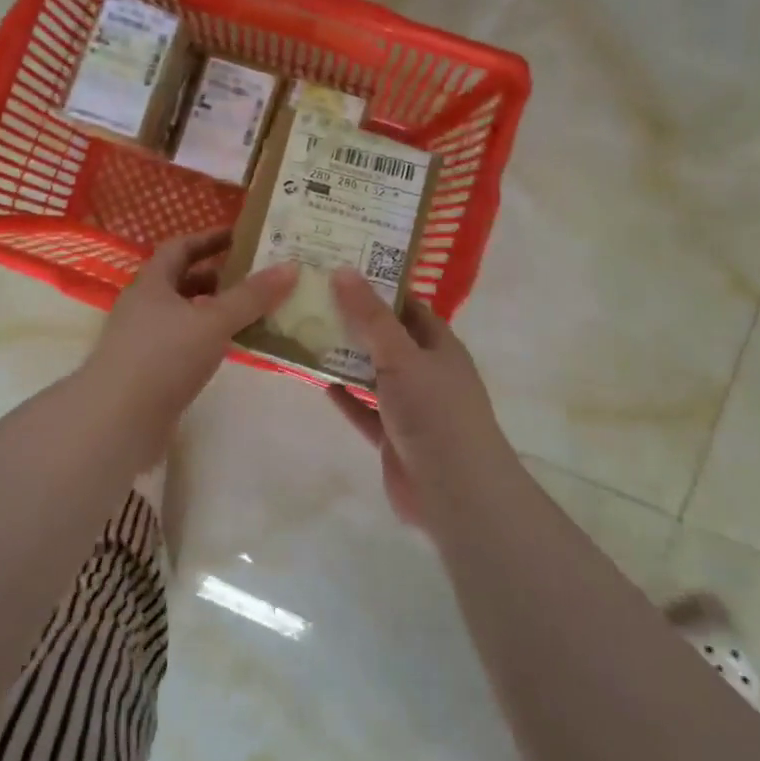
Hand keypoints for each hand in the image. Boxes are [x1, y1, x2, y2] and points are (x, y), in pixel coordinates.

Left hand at [83, 230, 296, 429]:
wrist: (116, 420)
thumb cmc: (163, 358)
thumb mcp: (213, 321)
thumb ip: (251, 296)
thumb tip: (291, 266)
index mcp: (152, 283)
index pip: (180, 247)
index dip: (209, 238)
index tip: (241, 237)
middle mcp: (144, 306)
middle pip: (183, 281)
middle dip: (218, 277)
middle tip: (257, 277)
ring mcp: (144, 341)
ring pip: (185, 315)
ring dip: (215, 311)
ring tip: (254, 312)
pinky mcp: (150, 372)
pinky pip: (185, 344)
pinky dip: (209, 340)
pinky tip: (233, 349)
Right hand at [326, 268, 517, 530]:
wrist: (455, 492)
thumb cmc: (434, 412)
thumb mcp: (401, 355)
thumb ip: (371, 315)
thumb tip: (343, 269)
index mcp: (438, 346)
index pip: (407, 306)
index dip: (378, 286)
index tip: (340, 268)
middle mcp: (425, 371)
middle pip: (385, 338)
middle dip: (353, 320)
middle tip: (313, 298)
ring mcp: (409, 406)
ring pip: (371, 373)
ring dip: (343, 357)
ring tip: (305, 331)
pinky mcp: (390, 435)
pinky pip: (362, 407)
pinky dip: (342, 394)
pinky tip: (314, 378)